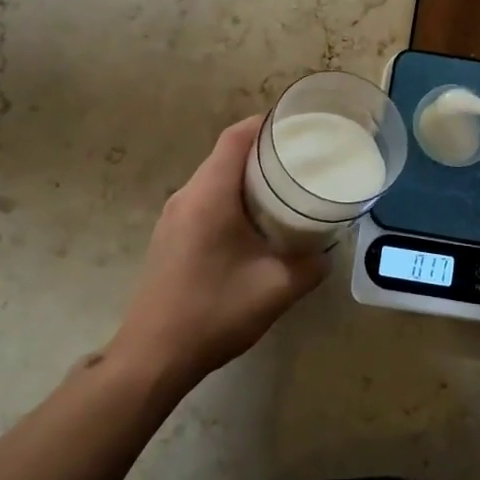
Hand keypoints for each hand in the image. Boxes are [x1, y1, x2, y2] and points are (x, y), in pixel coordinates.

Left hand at [110, 116, 325, 389]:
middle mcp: (187, 196)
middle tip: (302, 158)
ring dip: (246, 177)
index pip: (236, 137)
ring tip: (284, 187)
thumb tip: (327, 250)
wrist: (152, 357)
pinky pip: (204, 200)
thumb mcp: (276, 289)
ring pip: (214, 178)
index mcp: (210, 195)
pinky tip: (254, 223)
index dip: (265, 123)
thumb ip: (310, 265)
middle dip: (263, 150)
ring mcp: (173, 217)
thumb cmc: (214, 312)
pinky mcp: (169, 236)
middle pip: (225, 154)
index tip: (297, 124)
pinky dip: (231, 198)